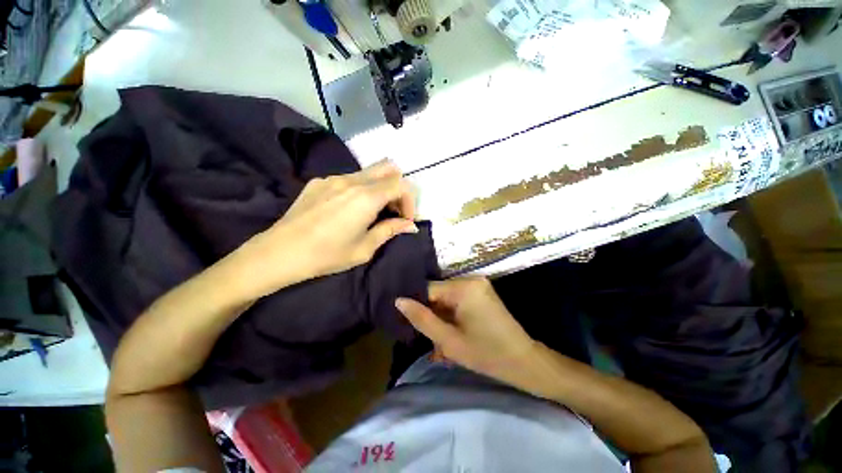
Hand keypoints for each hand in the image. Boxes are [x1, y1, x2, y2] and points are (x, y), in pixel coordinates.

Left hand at [239, 161, 417, 297]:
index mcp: (366, 197)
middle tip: (393, 211)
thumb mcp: (364, 248)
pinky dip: (360, 189)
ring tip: (373, 212)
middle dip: (398, 188)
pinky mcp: (320, 181)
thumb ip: (390, 230)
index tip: (405, 220)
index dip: (410, 201)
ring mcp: (333, 178)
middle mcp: (352, 180)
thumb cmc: (327, 255)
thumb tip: (410, 225)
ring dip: (380, 188)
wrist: (280, 252)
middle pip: (389, 168)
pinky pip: (350, 178)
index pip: (402, 184)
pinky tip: (349, 210)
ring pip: (369, 172)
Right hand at [396, 277, 537, 385]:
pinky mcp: (481, 292)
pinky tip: (451, 335)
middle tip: (428, 339)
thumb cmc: (486, 354)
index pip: (428, 289)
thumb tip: (399, 301)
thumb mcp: (448, 341)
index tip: (411, 324)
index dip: (418, 306)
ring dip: (441, 318)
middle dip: (431, 315)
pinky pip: (458, 300)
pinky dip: (452, 316)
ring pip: (447, 298)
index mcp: (463, 287)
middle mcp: (471, 279)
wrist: (524, 361)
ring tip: (440, 343)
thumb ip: (422, 319)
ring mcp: (478, 285)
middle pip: (438, 293)